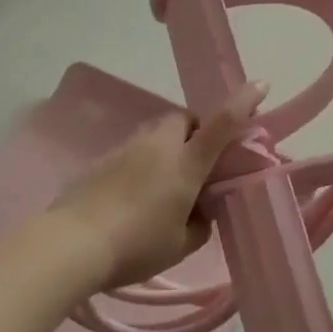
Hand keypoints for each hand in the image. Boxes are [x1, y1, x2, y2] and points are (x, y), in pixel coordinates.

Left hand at [52, 82, 268, 290]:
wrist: (72, 245)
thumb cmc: (137, 246)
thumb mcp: (181, 244)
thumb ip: (200, 224)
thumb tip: (199, 211)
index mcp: (186, 164)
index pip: (221, 125)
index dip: (242, 103)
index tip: (260, 85)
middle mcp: (158, 146)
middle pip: (184, 120)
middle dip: (196, 132)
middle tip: (197, 163)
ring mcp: (126, 148)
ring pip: (156, 133)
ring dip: (167, 147)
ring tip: (163, 184)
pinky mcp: (102, 159)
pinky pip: (133, 150)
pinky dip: (142, 162)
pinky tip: (133, 194)